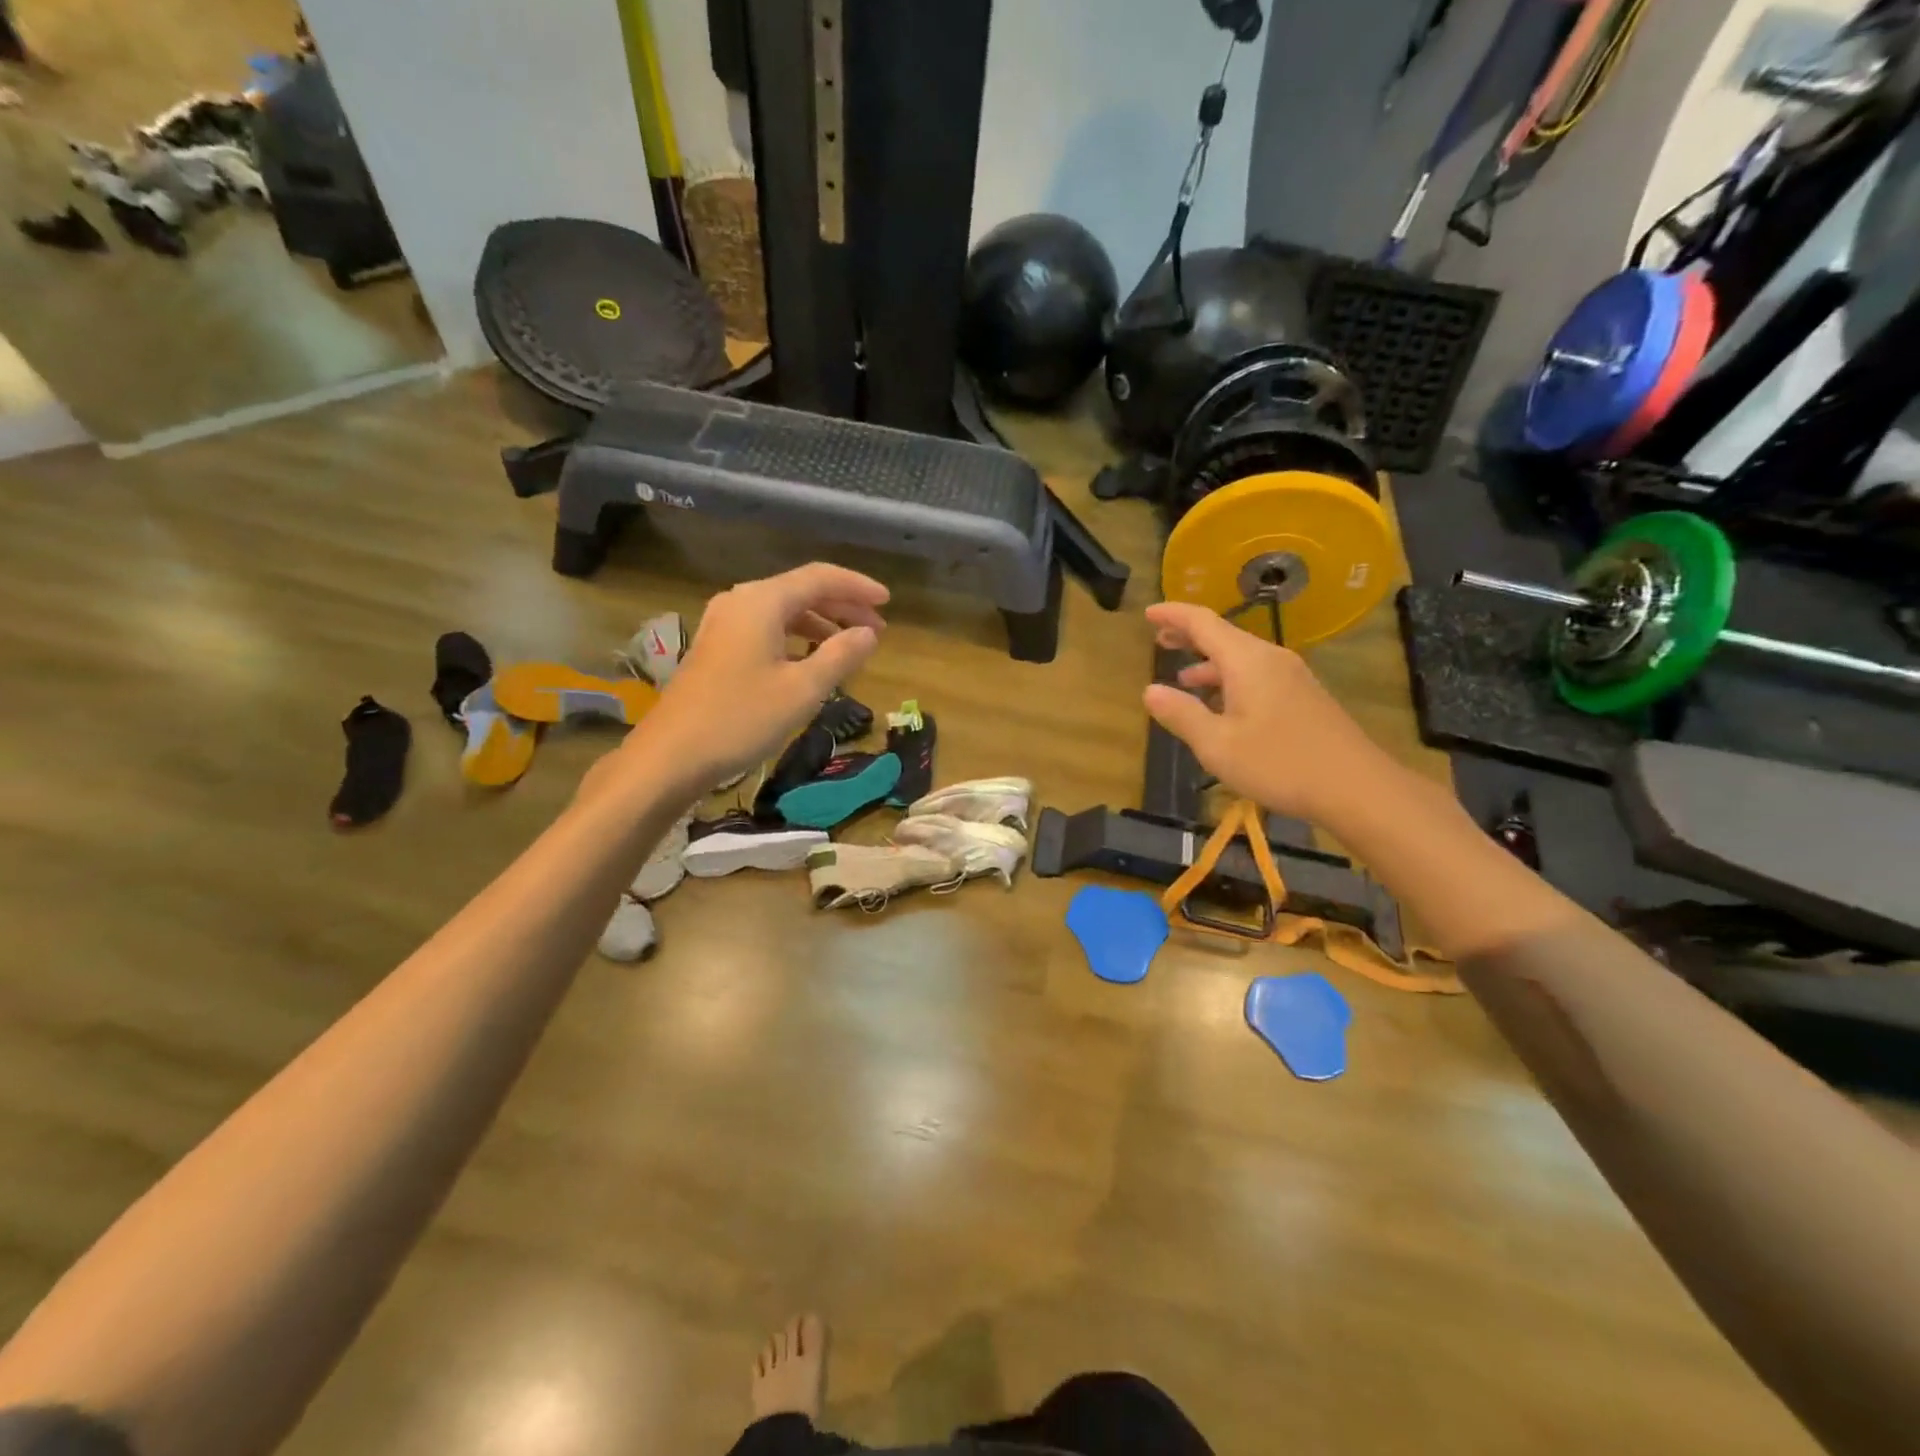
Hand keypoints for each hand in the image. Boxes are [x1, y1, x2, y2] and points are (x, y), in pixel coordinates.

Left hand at [634, 563, 888, 784]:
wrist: (671, 755)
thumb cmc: (741, 718)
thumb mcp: (802, 689)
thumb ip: (840, 655)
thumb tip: (868, 634)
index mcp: (762, 601)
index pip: (820, 578)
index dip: (857, 587)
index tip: (888, 603)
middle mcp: (740, 602)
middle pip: (800, 591)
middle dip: (842, 607)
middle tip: (876, 630)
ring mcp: (723, 625)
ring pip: (783, 611)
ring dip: (820, 624)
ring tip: (849, 647)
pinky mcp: (716, 648)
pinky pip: (766, 629)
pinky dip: (795, 638)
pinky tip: (810, 661)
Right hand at [1141, 601, 1400, 826]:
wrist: (1356, 787)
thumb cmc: (1279, 763)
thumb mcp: (1217, 745)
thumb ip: (1181, 715)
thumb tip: (1151, 691)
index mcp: (1247, 661)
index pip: (1203, 622)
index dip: (1173, 615)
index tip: (1148, 613)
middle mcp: (1270, 659)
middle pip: (1224, 636)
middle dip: (1189, 636)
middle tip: (1160, 640)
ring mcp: (1291, 677)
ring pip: (1241, 658)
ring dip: (1209, 663)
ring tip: (1183, 678)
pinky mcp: (1303, 697)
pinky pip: (1257, 675)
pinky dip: (1230, 679)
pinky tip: (1222, 705)